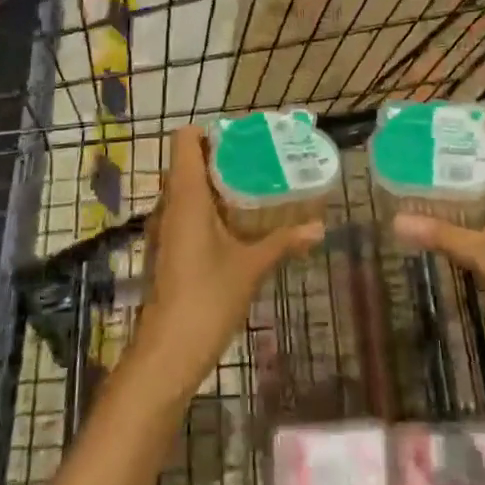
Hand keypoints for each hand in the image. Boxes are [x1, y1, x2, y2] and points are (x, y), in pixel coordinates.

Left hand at [128, 126, 323, 400]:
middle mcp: (169, 204)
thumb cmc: (207, 297)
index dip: (210, 132)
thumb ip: (284, 241)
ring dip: (215, 184)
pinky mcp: (166, 250)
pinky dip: (208, 209)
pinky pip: (185, 213)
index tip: (243, 140)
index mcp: (186, 195)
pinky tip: (237, 226)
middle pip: (188, 162)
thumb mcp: (251, 266)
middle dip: (221, 158)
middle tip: (259, 162)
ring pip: (186, 189)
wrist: (168, 352)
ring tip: (254, 189)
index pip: (185, 139)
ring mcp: (164, 228)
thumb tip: (320, 226)